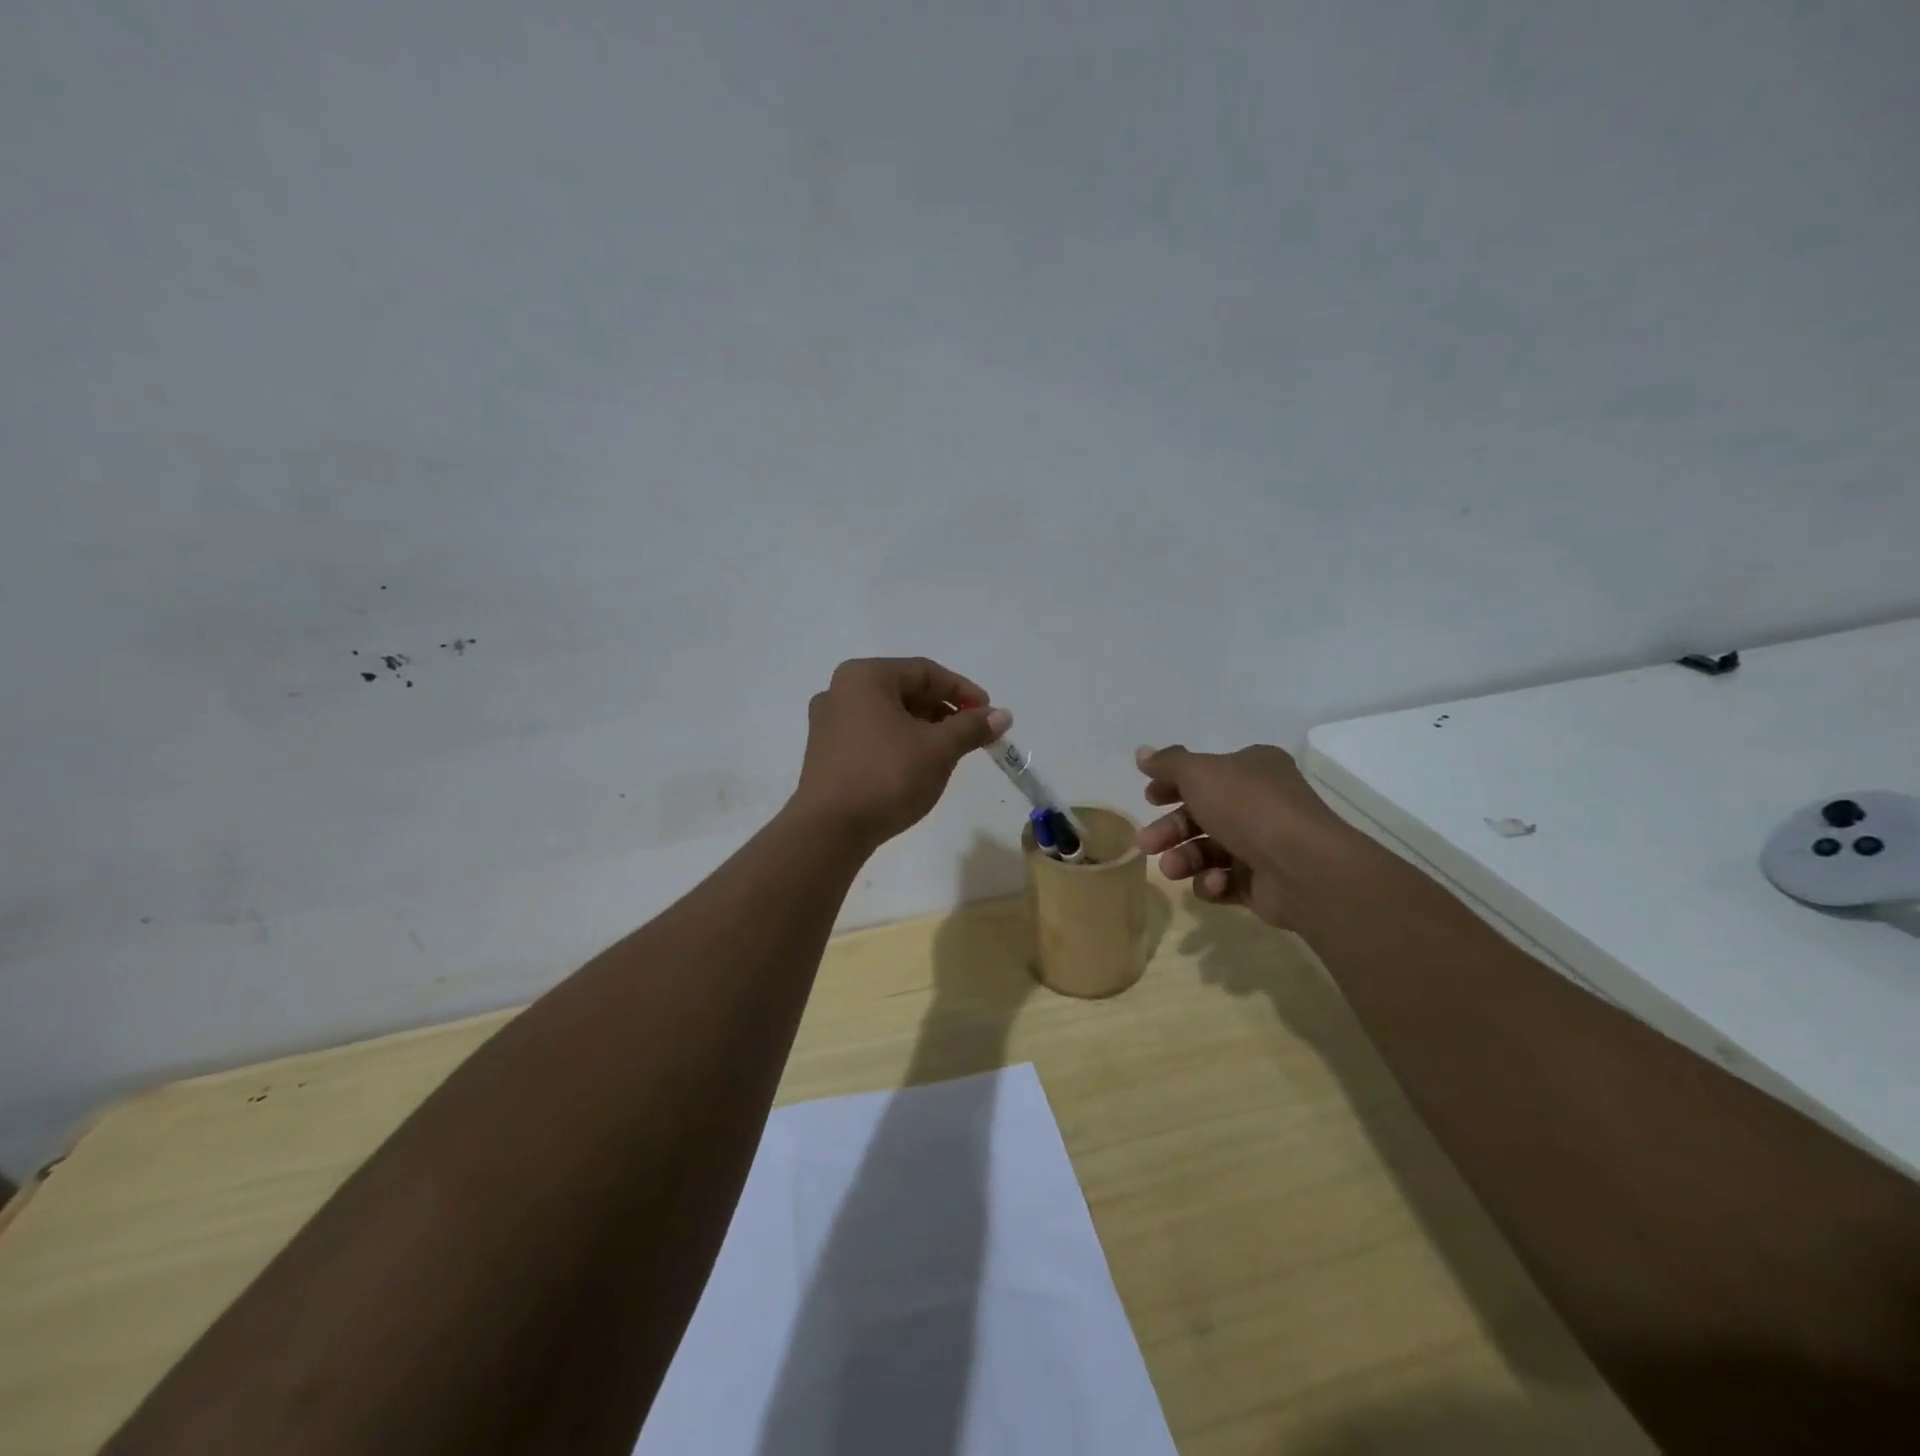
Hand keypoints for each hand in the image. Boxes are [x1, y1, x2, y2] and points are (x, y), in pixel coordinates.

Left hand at [793, 658, 1011, 849]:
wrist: (830, 829)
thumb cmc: (887, 776)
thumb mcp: (938, 749)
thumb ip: (972, 727)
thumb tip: (1003, 715)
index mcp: (865, 676)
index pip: (925, 671)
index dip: (963, 691)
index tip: (989, 714)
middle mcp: (840, 690)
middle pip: (905, 690)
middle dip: (943, 711)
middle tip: (972, 734)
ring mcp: (828, 722)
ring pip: (888, 714)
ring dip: (923, 728)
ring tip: (949, 752)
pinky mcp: (825, 752)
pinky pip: (871, 734)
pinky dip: (899, 742)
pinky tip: (917, 766)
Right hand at [1134, 742, 1360, 929]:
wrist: (1303, 867)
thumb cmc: (1247, 808)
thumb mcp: (1199, 773)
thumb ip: (1168, 763)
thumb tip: (1142, 752)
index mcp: (1252, 769)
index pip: (1205, 773)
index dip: (1172, 784)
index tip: (1148, 799)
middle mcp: (1260, 803)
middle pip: (1201, 815)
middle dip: (1170, 830)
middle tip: (1146, 843)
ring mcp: (1264, 845)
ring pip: (1209, 850)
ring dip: (1185, 859)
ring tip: (1172, 869)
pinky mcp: (1263, 883)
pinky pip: (1226, 881)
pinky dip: (1213, 882)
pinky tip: (1215, 883)